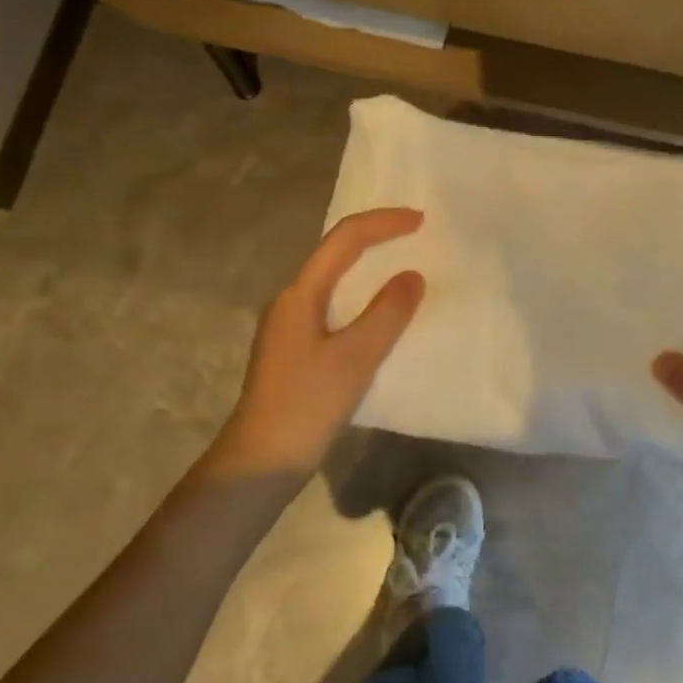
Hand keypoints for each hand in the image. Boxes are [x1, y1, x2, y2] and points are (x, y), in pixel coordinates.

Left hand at [203, 208, 425, 482]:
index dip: (383, 223)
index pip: (344, 239)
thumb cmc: (306, 405)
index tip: (421, 221)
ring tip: (405, 269)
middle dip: (375, 238)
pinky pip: (334, 307)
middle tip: (416, 236)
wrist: (261, 462)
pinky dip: (362, 299)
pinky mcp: (296, 350)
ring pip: (334, 281)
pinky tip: (381, 317)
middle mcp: (291, 301)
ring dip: (368, 269)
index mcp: (300, 294)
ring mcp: (290, 326)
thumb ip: (386, 314)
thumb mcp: (354, 358)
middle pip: (335, 253)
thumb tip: (412, 276)